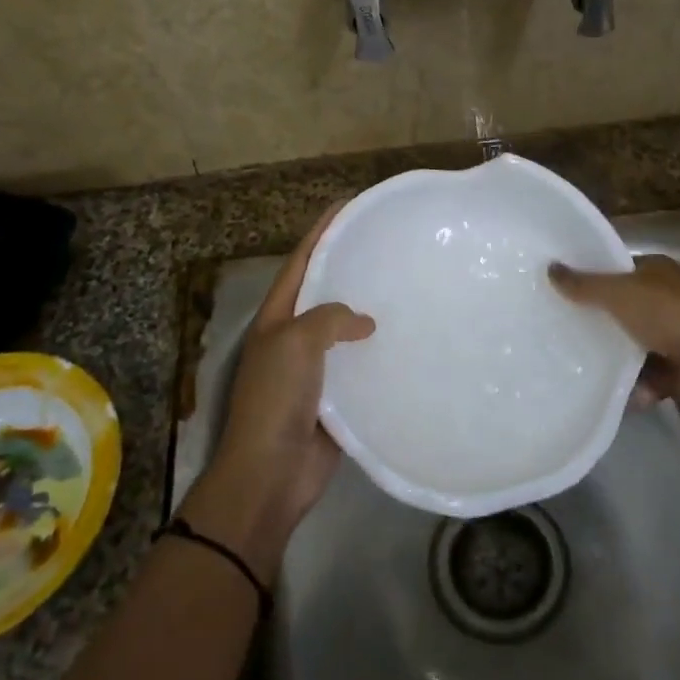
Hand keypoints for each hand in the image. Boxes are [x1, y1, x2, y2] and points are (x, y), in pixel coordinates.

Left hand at [184, 203, 373, 579]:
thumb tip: (365, 323)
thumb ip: (329, 319)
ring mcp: (315, 369)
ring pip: (344, 330)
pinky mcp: (337, 397)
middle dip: (350, 268)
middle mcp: (294, 337)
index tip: (349, 206)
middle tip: (389, 247)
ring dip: (368, 311)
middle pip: (323, 292)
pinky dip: (379, 352)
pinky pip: (359, 365)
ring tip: (406, 288)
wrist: (271, 473)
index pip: (301, 262)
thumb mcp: (296, 343)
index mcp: (276, 318)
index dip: (322, 232)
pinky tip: (408, 341)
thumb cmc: (277, 399)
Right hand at [548, 255, 679, 420]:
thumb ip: (586, 285)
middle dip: (596, 322)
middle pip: (621, 308)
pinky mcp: (679, 370)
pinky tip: (613, 394)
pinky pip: (646, 377)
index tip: (556, 292)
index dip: (588, 278)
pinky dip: (634, 386)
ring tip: (575, 368)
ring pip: (631, 346)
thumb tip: (551, 268)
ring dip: (612, 360)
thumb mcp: (623, 295)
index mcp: (658, 272)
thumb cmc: (675, 318)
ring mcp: (675, 336)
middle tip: (557, 332)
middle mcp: (666, 299)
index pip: (616, 270)